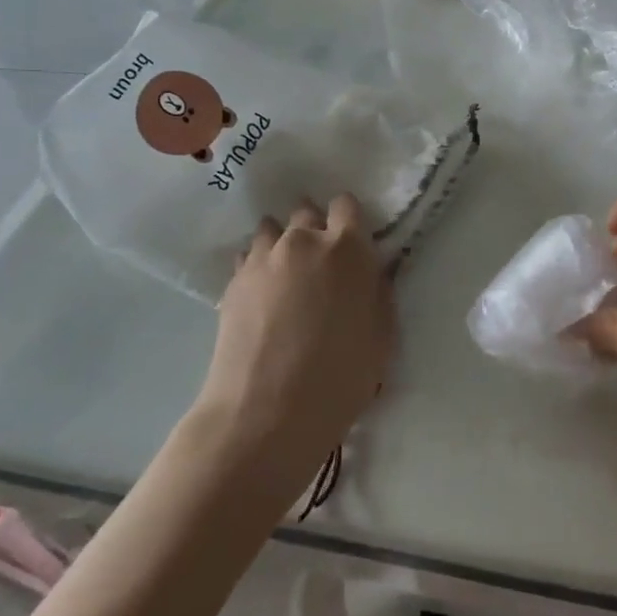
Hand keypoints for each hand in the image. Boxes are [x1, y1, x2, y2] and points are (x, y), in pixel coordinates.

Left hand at [199, 195, 396, 489]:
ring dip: (282, 242)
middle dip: (315, 228)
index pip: (346, 205)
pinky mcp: (234, 280)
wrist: (268, 410)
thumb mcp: (382, 335)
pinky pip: (249, 256)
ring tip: (286, 274)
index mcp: (347, 248)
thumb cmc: (340, 377)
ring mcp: (263, 258)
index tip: (350, 243)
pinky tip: (262, 294)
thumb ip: (376, 292)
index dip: (348, 220)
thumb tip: (368, 274)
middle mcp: (303, 240)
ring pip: (272, 229)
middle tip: (319, 263)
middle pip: (306, 211)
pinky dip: (258, 265)